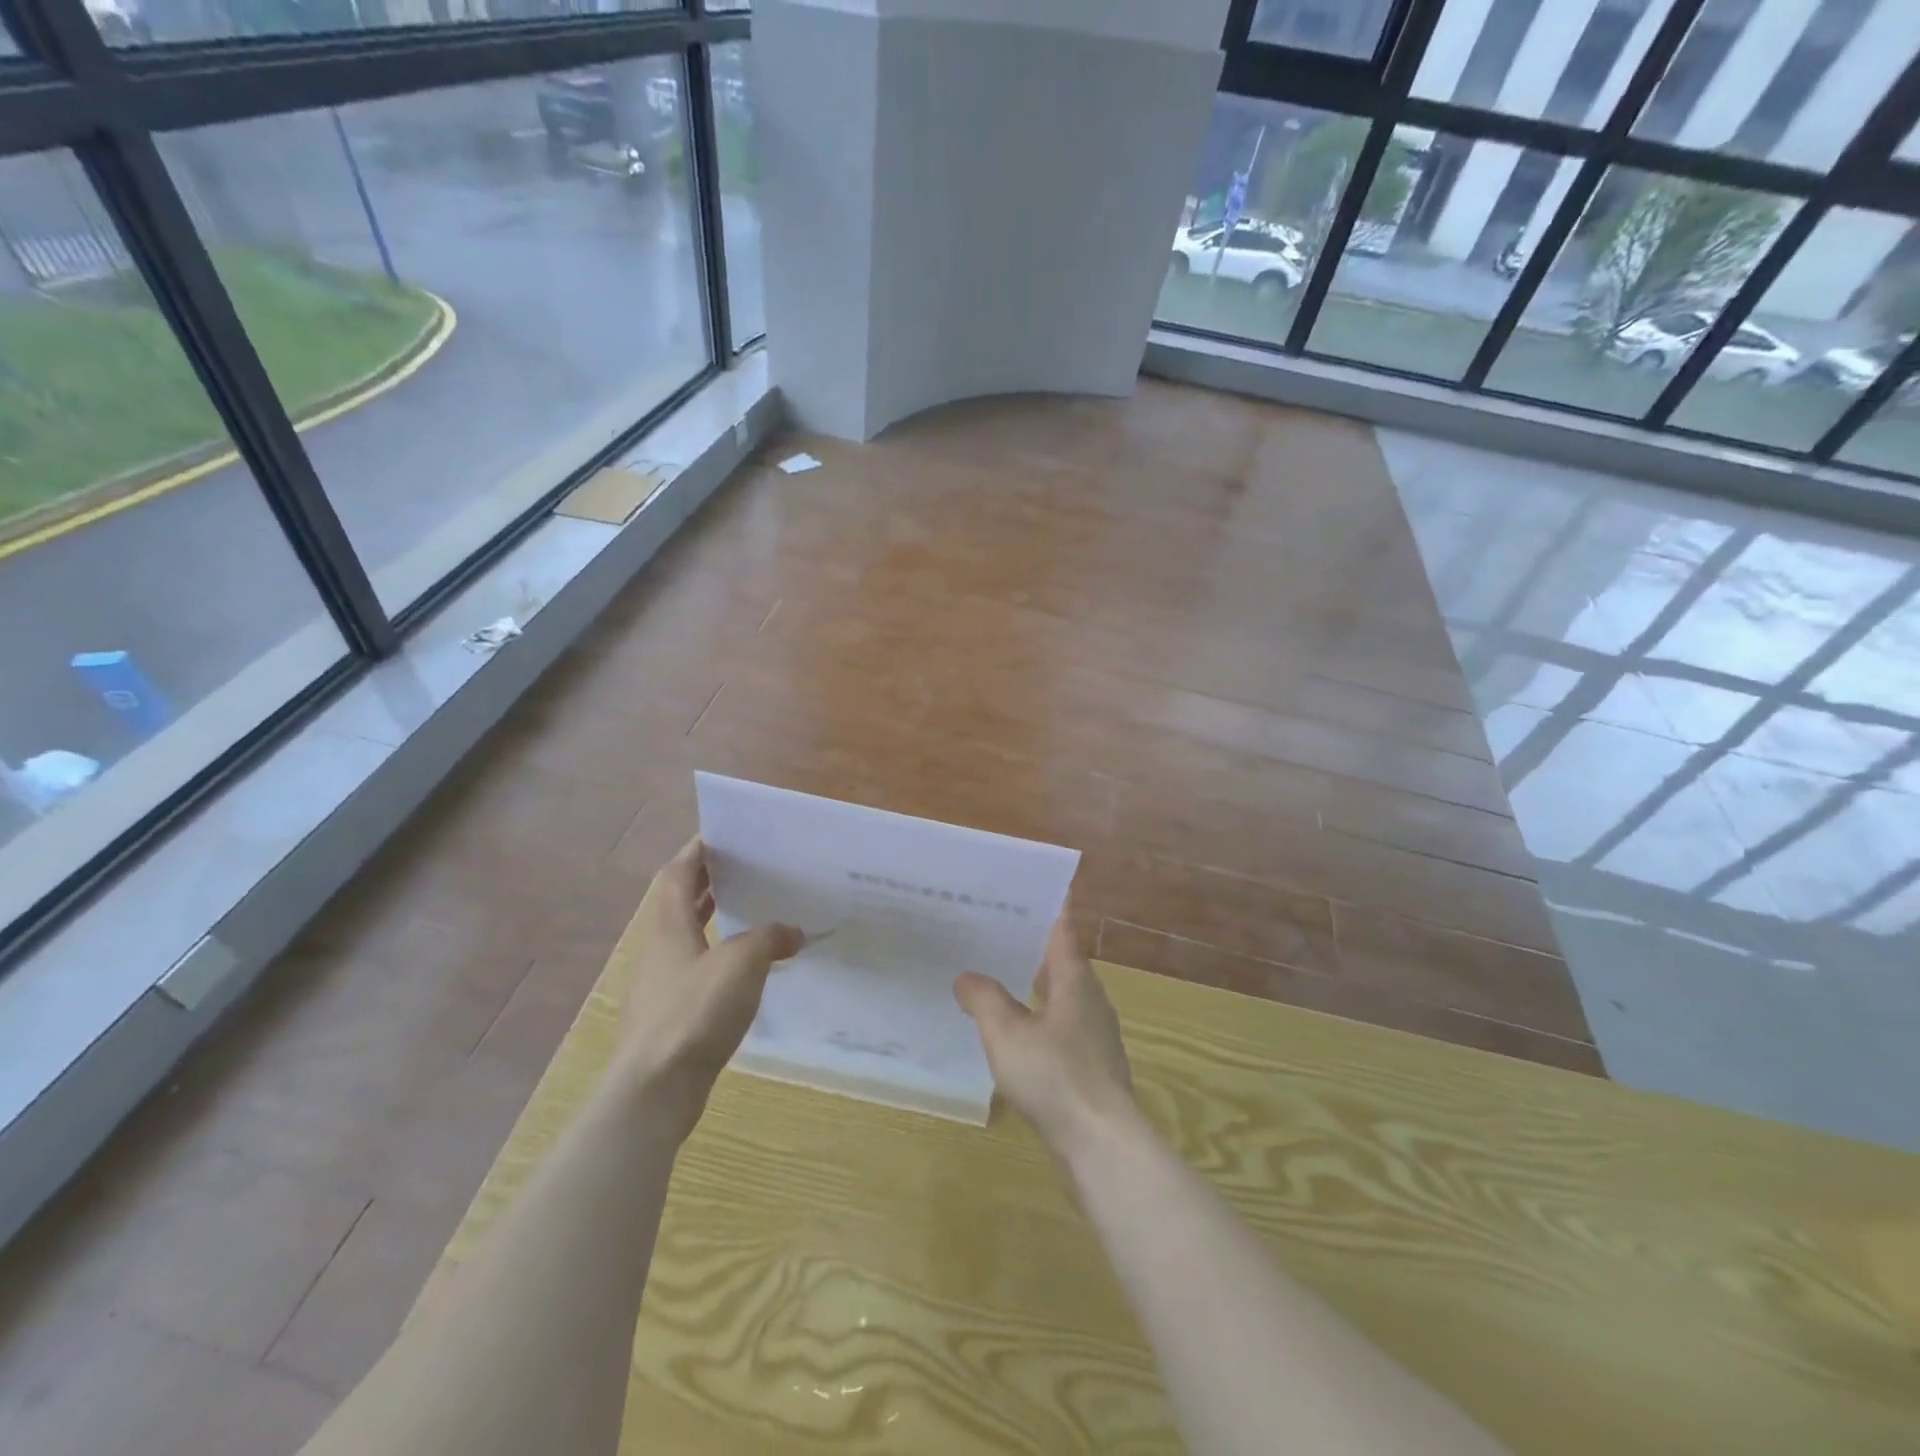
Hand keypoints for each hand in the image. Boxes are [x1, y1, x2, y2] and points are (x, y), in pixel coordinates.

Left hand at [613, 837, 802, 1138]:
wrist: (655, 1088)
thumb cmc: (694, 1011)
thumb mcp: (742, 962)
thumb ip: (769, 938)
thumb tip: (793, 932)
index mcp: (669, 925)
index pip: (678, 873)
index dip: (697, 850)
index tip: (724, 835)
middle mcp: (660, 948)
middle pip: (681, 902)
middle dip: (709, 882)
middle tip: (746, 868)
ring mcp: (662, 983)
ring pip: (689, 936)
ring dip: (715, 919)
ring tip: (753, 911)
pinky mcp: (670, 1014)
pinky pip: (697, 969)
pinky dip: (720, 957)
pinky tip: (749, 969)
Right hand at [954, 914, 1136, 1159]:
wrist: (1100, 1143)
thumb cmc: (1054, 1076)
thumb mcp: (1006, 1033)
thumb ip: (984, 999)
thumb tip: (965, 976)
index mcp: (1075, 981)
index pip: (1062, 930)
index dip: (1048, 907)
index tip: (1026, 889)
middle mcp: (1091, 1000)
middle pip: (1063, 961)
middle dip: (1033, 945)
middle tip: (996, 931)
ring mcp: (1095, 1034)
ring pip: (1063, 996)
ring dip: (1036, 984)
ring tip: (999, 977)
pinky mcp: (1093, 1066)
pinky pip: (1063, 1027)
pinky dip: (1040, 1018)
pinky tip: (1016, 1033)